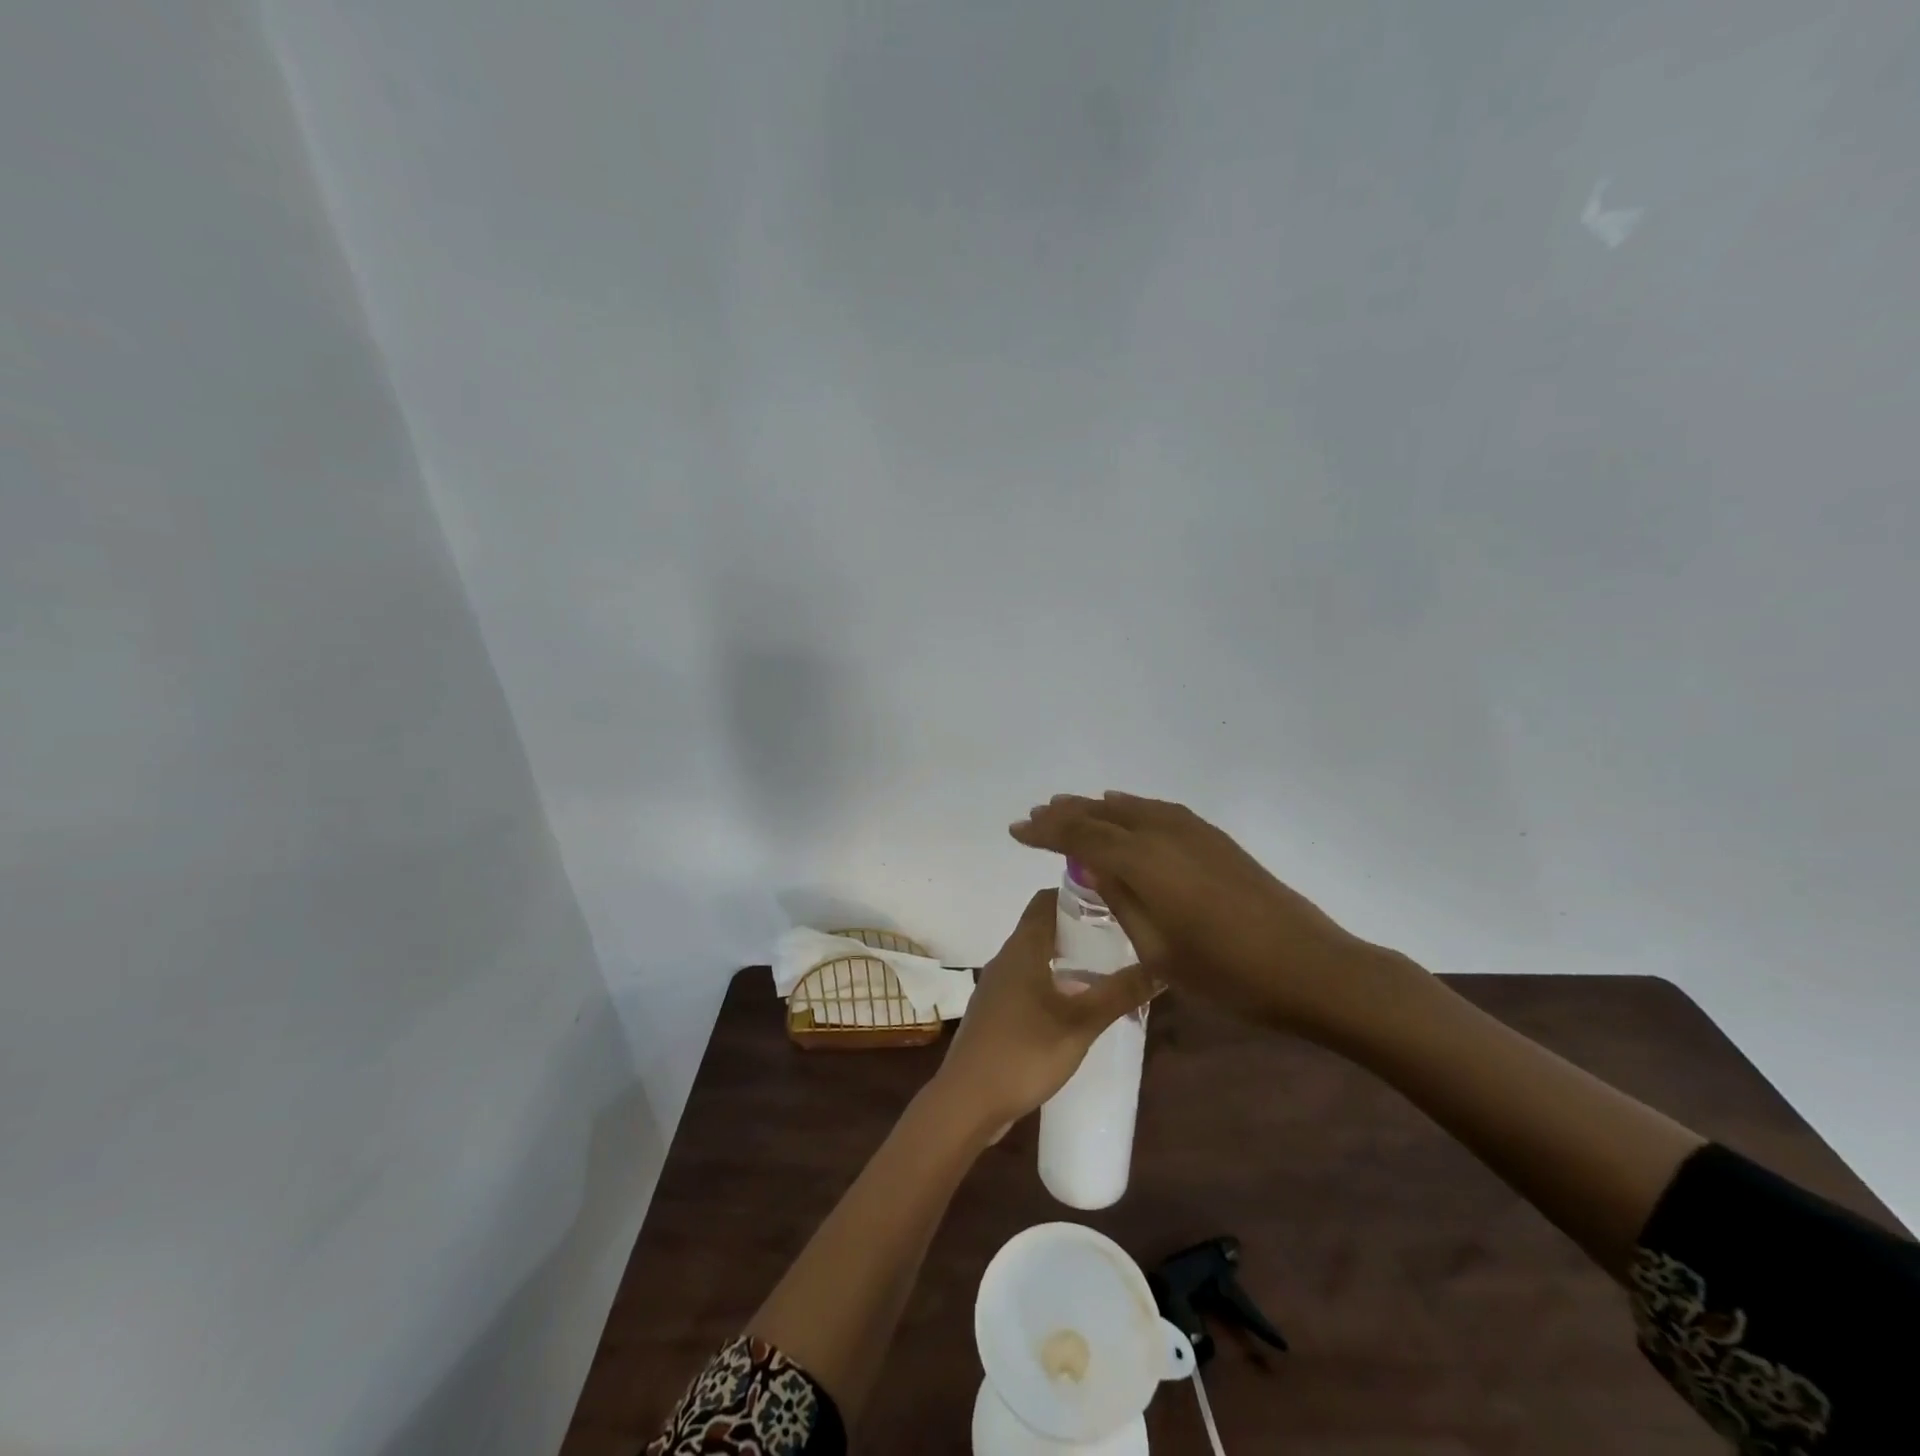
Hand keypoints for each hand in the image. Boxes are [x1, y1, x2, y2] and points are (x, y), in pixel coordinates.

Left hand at [930, 888, 1154, 1136]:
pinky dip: (1054, 983)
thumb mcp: (1081, 1023)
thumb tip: (1163, 966)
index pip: (1046, 900)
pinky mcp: (996, 1013)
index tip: (1113, 901)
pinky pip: (1029, 983)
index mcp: (1022, 948)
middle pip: (1043, 927)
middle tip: (1120, 938)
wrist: (967, 1101)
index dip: (1077, 894)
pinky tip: (1078, 1007)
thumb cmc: (1024, 1052)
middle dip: (1080, 929)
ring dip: (1068, 958)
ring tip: (1107, 971)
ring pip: (1036, 957)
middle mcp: (1006, 958)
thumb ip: (1120, 993)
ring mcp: (997, 986)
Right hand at [1011, 792, 1403, 1039]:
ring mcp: (1193, 831)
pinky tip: (1126, 810)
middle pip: (1102, 813)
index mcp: (1143, 861)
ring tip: (1070, 809)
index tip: (1016, 831)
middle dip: (1065, 814)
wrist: (1309, 967)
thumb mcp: (1157, 949)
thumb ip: (1120, 899)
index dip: (1045, 831)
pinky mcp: (1215, 839)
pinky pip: (1158, 810)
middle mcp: (1163, 833)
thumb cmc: (1226, 972)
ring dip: (1096, 807)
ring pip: (1131, 807)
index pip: (1080, 835)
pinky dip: (1131, 808)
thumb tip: (1091, 865)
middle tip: (1035, 817)